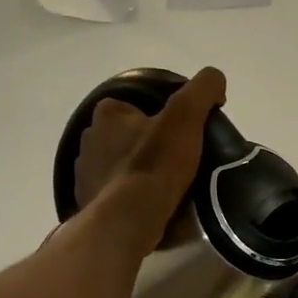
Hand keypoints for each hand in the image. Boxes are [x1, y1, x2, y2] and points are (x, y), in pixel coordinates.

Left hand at [73, 68, 224, 253]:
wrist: (131, 217)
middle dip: (144, 145)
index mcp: (106, 114)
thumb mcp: (187, 115)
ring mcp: (84, 172)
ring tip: (162, 186)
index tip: (179, 135)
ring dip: (133, 171)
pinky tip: (146, 205)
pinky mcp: (86, 201)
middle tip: (174, 161)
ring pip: (115, 165)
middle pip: (123, 136)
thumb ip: (203, 89)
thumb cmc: (157, 162)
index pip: (133, 107)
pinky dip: (125, 196)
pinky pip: (110, 192)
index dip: (157, 118)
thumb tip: (214, 80)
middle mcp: (88, 138)